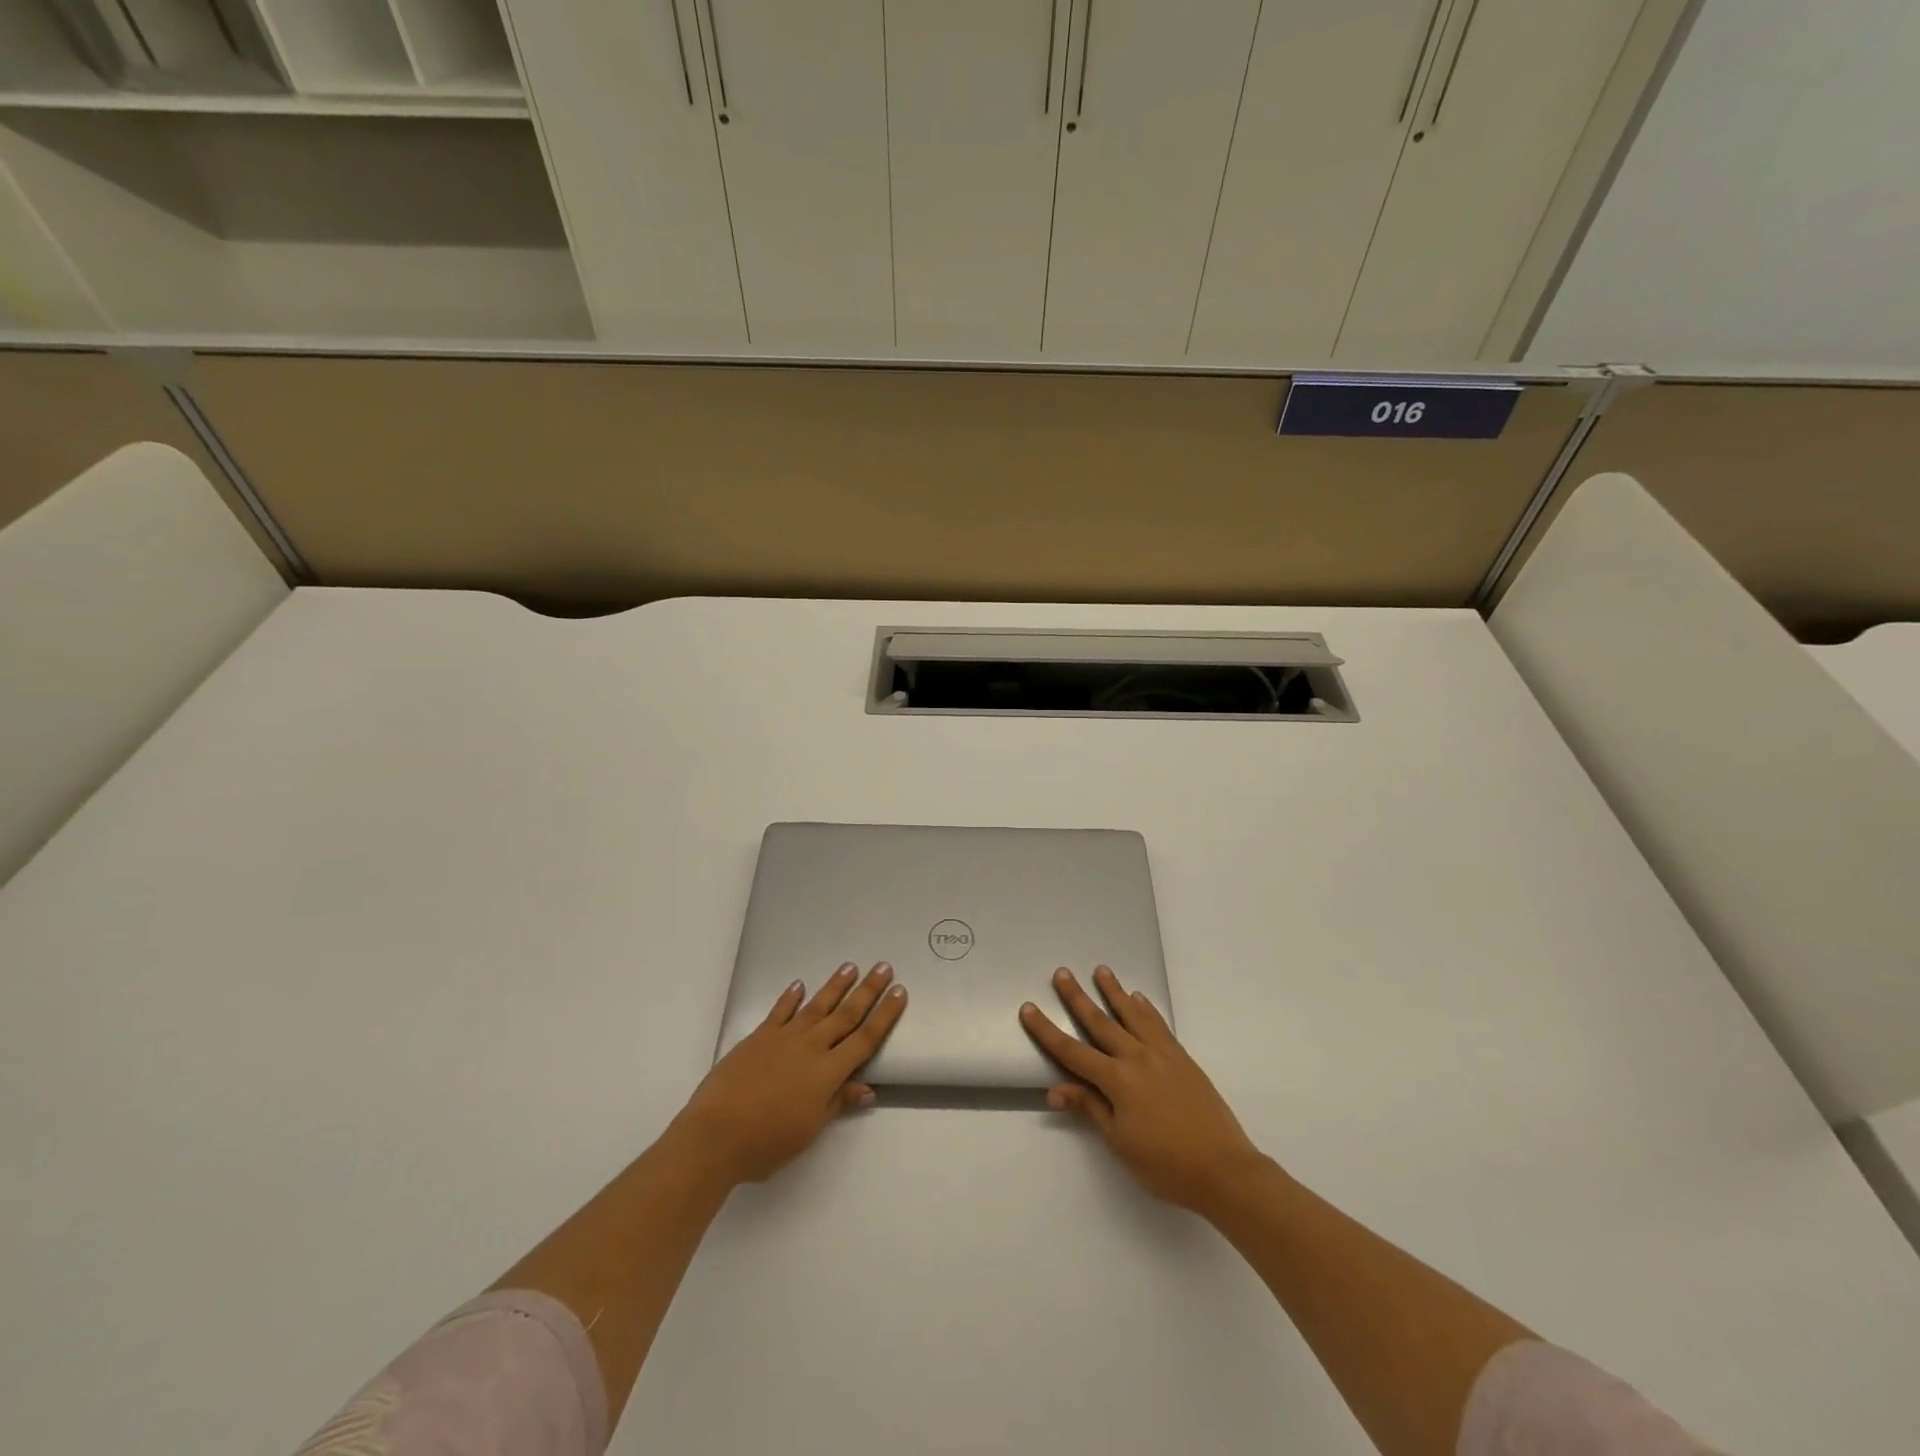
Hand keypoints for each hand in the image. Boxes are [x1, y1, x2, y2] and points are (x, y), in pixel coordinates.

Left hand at [672, 963, 906, 1186]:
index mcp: (828, 1072)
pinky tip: (799, 985)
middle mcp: (811, 1047)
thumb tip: (867, 1089)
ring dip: (835, 986)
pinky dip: (790, 997)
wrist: (715, 1134)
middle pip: (846, 1015)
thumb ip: (837, 1102)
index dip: (885, 1015)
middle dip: (868, 991)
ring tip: (851, 967)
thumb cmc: (767, 1142)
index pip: (865, 1039)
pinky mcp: (758, 1037)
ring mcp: (783, 1038)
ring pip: (816, 1006)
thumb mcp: (809, 1129)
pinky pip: (779, 1012)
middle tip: (884, 967)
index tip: (900, 992)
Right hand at [1021, 966, 1264, 1215]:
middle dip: (1077, 997)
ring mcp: (1162, 1054)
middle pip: (1100, 1022)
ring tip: (1101, 970)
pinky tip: (1139, 999)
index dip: (1047, 1030)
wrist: (1223, 1169)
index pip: (1072, 1051)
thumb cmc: (1165, 1164)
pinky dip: (1146, 1009)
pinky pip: (1159, 1025)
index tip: (1028, 1008)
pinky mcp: (1182, 1058)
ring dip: (1114, 991)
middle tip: (1061, 973)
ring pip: (1132, 1015)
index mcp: (1117, 1080)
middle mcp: (1137, 1058)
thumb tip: (1055, 1089)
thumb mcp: (1120, 1142)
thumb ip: (1090, 1108)